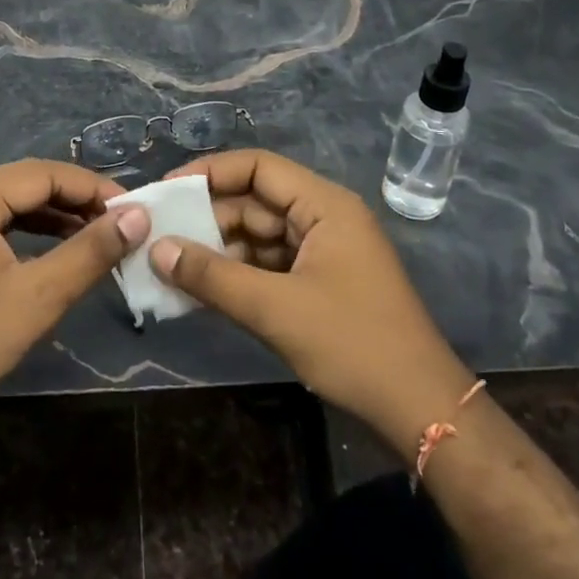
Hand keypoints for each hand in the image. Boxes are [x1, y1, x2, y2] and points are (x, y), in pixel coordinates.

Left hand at [0, 159, 150, 438]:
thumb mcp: (39, 295)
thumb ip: (90, 251)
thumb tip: (138, 216)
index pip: (45, 173)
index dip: (94, 189)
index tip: (134, 210)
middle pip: (28, 184)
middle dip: (77, 201)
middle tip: (121, 225)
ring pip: (13, 204)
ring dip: (57, 217)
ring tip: (99, 237)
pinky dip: (31, 234)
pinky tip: (58, 251)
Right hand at [151, 149, 472, 461]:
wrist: (422, 411)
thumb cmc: (353, 345)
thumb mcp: (275, 309)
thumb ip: (212, 277)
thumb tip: (156, 250)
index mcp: (325, 205)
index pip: (258, 167)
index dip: (209, 172)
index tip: (166, 191)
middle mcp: (325, 218)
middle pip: (255, 202)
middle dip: (208, 217)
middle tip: (158, 234)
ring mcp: (324, 252)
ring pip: (259, 236)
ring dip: (219, 250)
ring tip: (170, 264)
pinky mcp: (321, 284)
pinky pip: (270, 266)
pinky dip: (238, 274)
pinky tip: (202, 290)